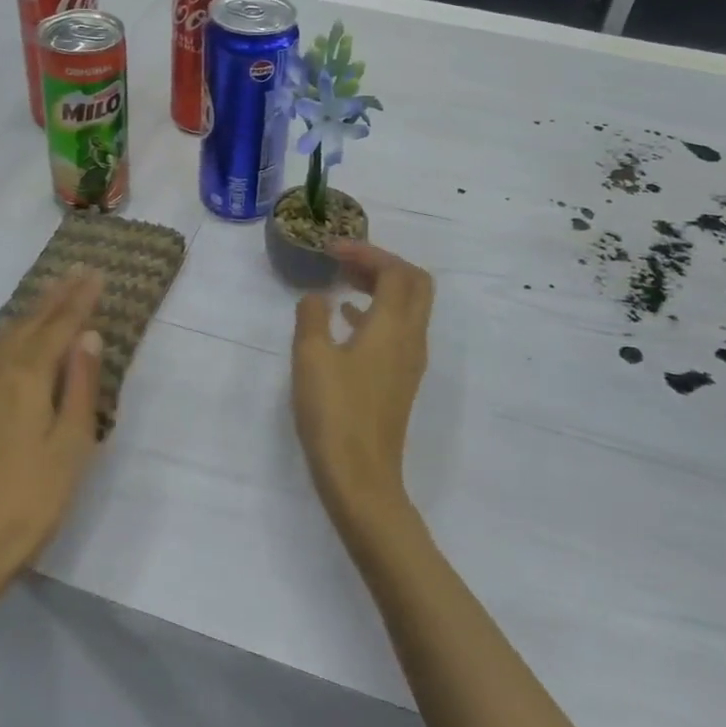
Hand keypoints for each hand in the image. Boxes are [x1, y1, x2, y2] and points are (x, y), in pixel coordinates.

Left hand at [0, 269, 105, 590]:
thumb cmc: (30, 502)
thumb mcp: (71, 446)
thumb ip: (81, 387)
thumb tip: (88, 337)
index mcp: (25, 379)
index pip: (58, 327)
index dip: (79, 300)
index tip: (96, 274)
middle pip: (27, 325)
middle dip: (53, 298)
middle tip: (75, 273)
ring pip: (0, 340)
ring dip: (27, 315)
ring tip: (46, 297)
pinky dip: (5, 341)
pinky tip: (9, 346)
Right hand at [291, 242, 434, 528]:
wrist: (360, 477)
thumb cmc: (335, 412)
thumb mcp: (311, 356)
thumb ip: (312, 317)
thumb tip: (317, 298)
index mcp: (394, 326)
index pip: (395, 271)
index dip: (366, 252)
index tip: (331, 249)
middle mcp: (411, 338)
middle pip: (414, 284)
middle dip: (382, 264)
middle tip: (346, 262)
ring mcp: (409, 362)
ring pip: (408, 308)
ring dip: (380, 287)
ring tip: (342, 282)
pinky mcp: (400, 381)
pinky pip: (397, 331)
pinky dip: (376, 313)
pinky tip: (347, 320)